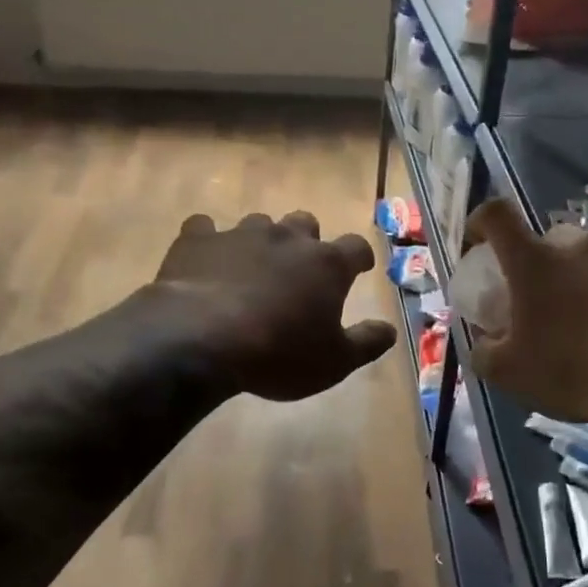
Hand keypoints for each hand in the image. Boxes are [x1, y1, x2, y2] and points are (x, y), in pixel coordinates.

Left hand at [152, 211, 395, 400]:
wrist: (201, 339)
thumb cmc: (278, 354)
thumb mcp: (334, 362)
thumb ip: (366, 343)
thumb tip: (390, 330)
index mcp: (326, 264)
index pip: (356, 247)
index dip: (359, 257)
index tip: (360, 268)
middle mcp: (287, 239)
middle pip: (305, 223)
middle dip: (307, 241)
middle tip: (301, 268)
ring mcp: (241, 234)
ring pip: (259, 224)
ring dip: (262, 241)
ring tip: (253, 267)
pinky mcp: (197, 239)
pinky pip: (205, 228)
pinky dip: (210, 242)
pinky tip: (205, 259)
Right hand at [462, 198, 587, 423]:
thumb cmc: (568, 371)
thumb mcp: (507, 372)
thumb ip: (484, 350)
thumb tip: (485, 341)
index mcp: (534, 261)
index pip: (497, 215)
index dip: (482, 221)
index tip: (480, 243)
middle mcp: (579, 248)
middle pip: (550, 239)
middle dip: (541, 262)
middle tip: (541, 299)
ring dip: (582, 282)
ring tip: (587, 323)